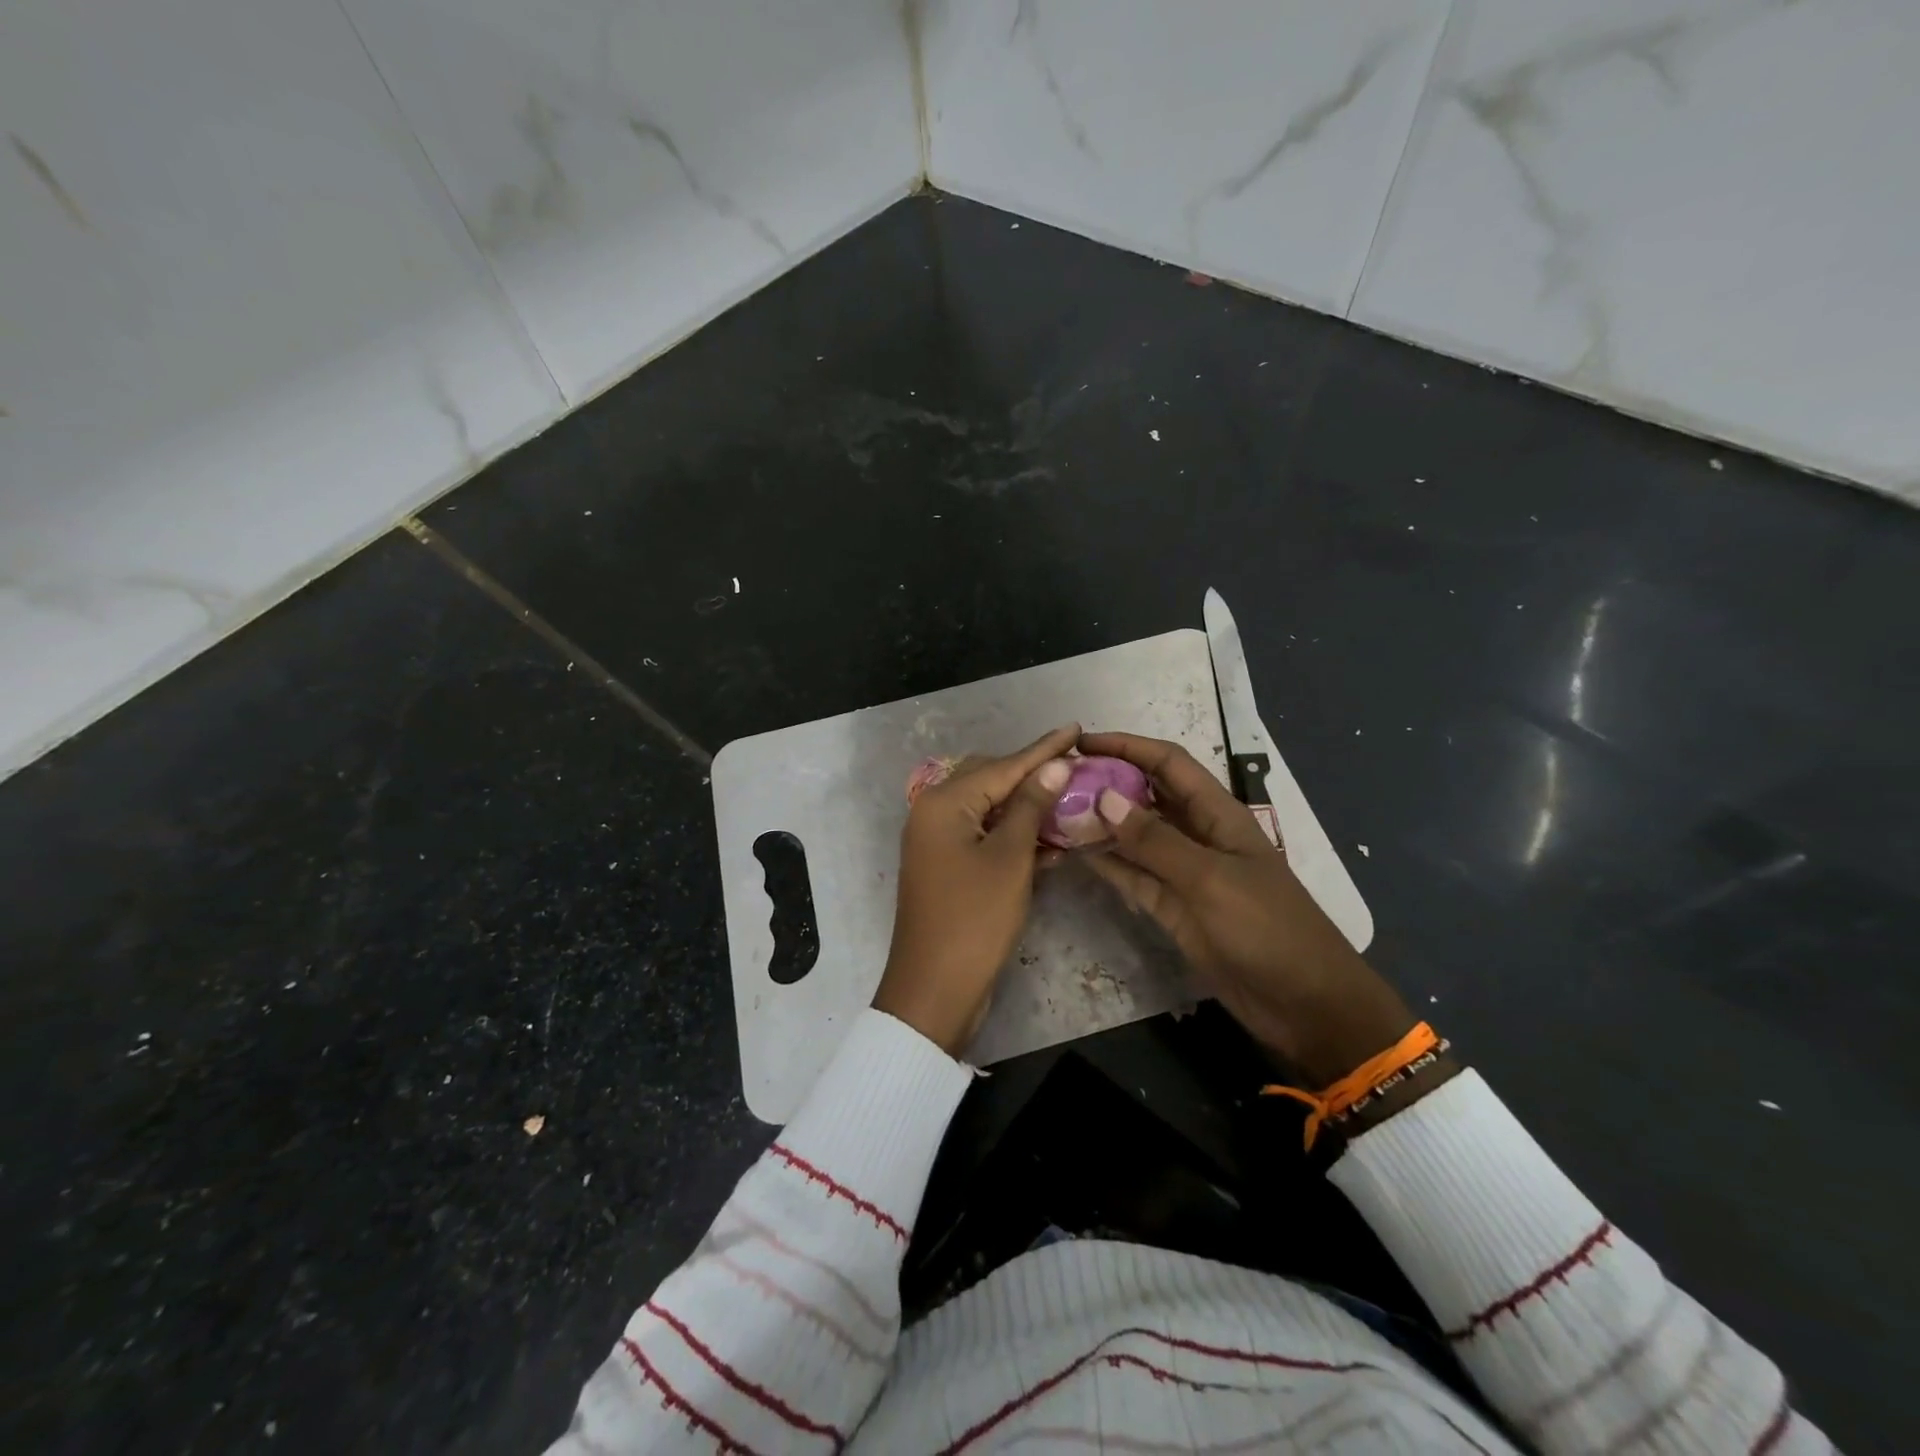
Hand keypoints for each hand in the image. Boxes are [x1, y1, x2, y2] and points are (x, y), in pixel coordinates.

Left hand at [873, 725, 1079, 1054]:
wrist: (935, 990)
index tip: (1076, 727)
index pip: (1003, 766)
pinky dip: (1015, 836)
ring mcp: (938, 842)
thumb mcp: (1010, 859)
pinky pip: (985, 837)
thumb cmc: (974, 920)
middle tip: (1076, 767)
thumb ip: (1030, 806)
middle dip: (1034, 776)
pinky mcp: (948, 868)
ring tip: (1071, 797)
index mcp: (943, 803)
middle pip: (992, 781)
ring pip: (990, 810)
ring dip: (1027, 807)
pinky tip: (1051, 838)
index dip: (1043, 749)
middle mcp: (934, 813)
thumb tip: (1054, 764)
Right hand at [1079, 731, 1413, 1085]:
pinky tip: (1073, 852)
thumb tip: (1103, 798)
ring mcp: (1183, 872)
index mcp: (1217, 814)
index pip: (1168, 763)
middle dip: (1107, 781)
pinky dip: (1105, 862)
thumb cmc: (1267, 928)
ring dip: (1099, 823)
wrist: (1303, 1004)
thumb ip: (1155, 840)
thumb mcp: (1210, 879)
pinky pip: (1132, 874)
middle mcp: (1197, 834)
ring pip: (1134, 836)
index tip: (1082, 742)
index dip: (1127, 746)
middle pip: (1147, 795)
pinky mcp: (1172, 907)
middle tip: (1059, 780)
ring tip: (1054, 811)